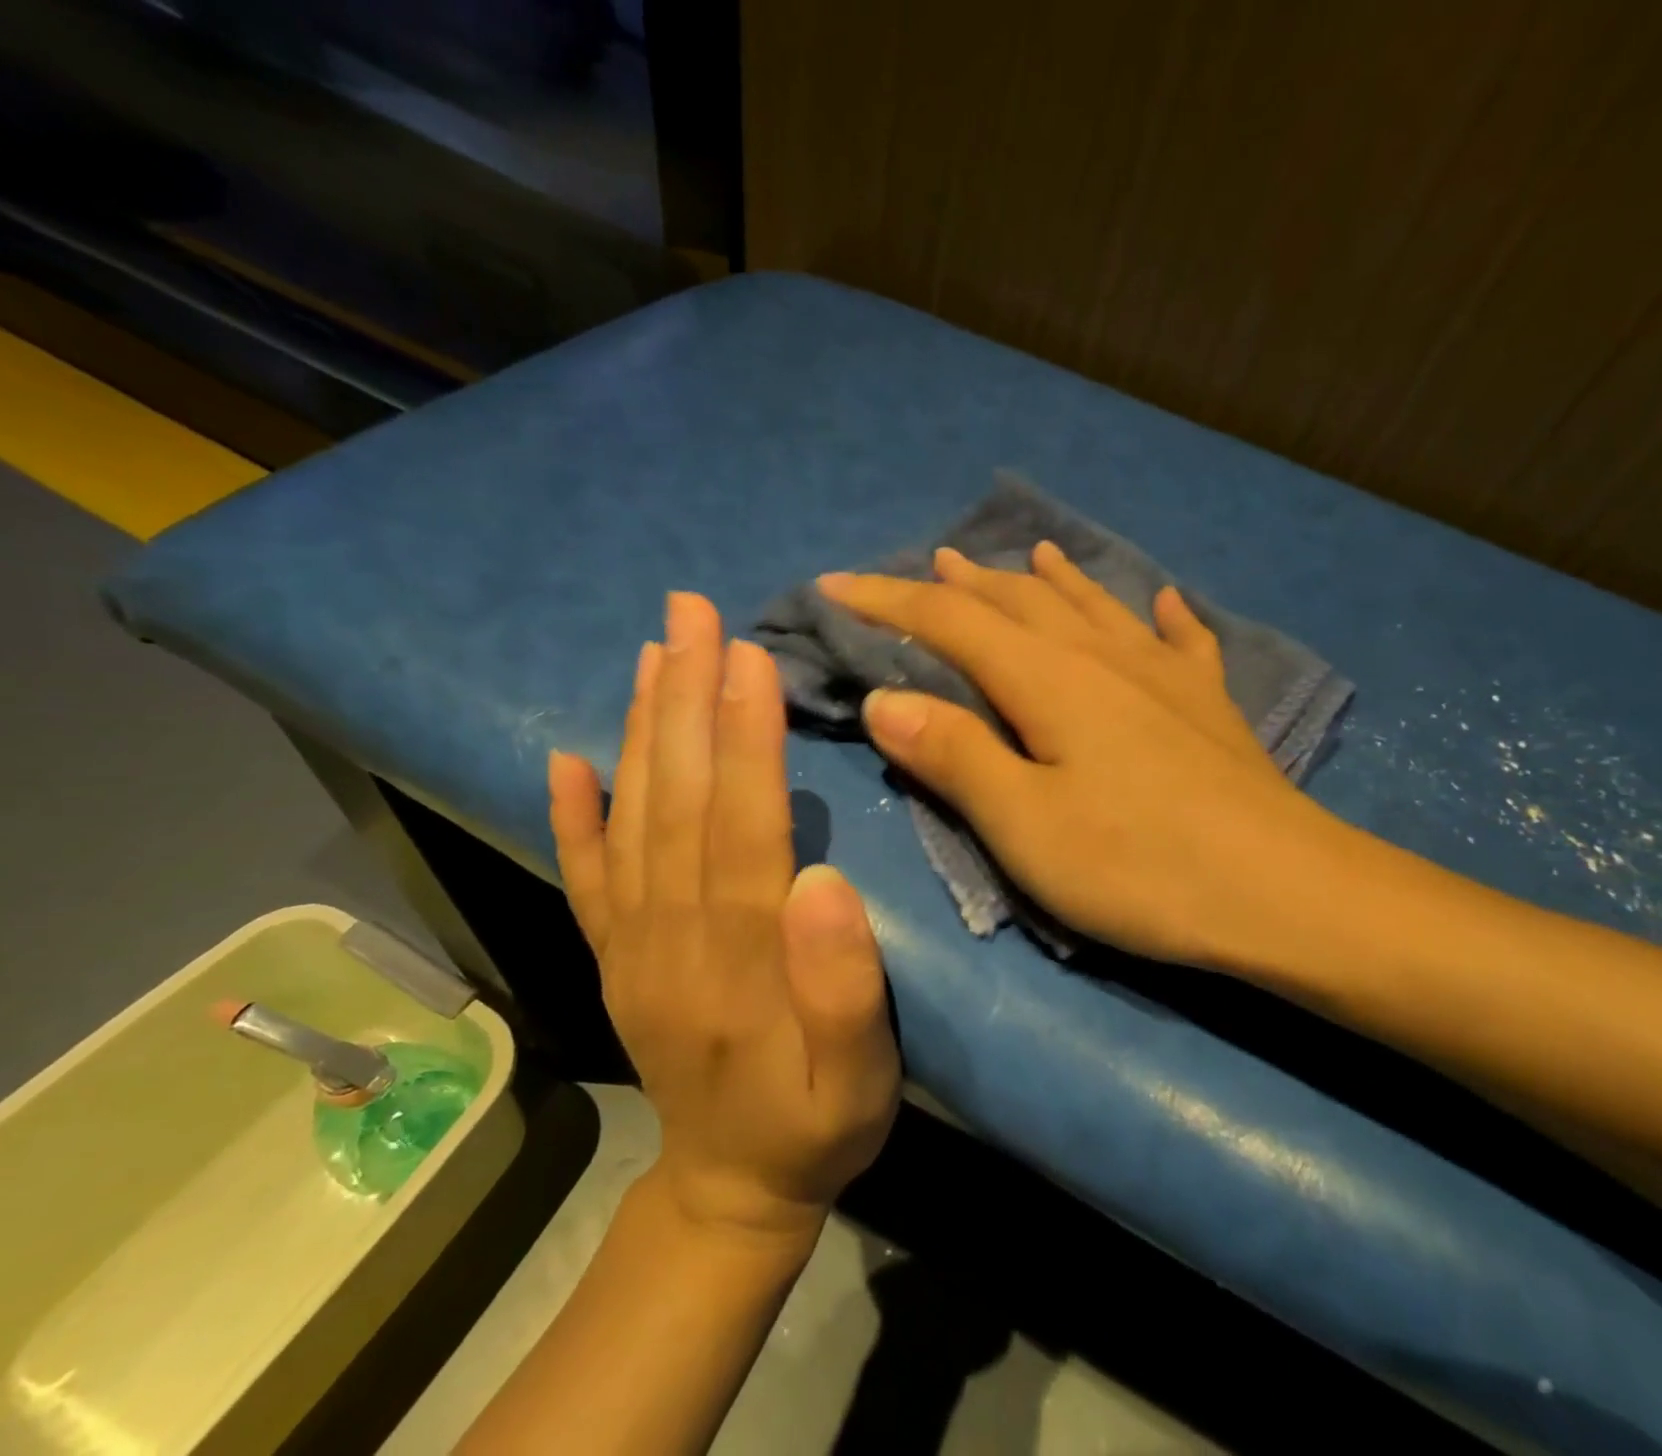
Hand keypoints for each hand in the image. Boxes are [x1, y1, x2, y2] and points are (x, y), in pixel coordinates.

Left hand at [548, 592, 899, 1241]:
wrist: (730, 1188)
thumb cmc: (815, 1124)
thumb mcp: (859, 1080)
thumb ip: (844, 988)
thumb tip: (822, 879)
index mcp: (737, 955)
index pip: (737, 823)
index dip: (742, 737)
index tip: (746, 656)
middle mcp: (670, 933)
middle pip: (676, 799)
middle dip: (686, 697)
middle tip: (694, 612)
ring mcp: (633, 941)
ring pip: (631, 816)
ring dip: (641, 727)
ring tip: (653, 651)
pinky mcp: (616, 952)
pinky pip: (584, 873)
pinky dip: (571, 812)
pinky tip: (565, 758)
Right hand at [817, 545, 1371, 973]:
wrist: (1284, 892)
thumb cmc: (1140, 866)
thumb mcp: (1025, 824)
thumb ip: (954, 755)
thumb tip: (885, 700)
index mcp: (1047, 680)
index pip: (949, 620)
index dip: (887, 598)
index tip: (833, 583)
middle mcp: (1102, 657)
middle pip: (1018, 602)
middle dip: (962, 583)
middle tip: (926, 564)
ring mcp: (1163, 675)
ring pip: (1091, 607)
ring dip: (1047, 580)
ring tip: (1024, 554)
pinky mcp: (1207, 705)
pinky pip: (1179, 639)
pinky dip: (1160, 614)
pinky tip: (1162, 600)